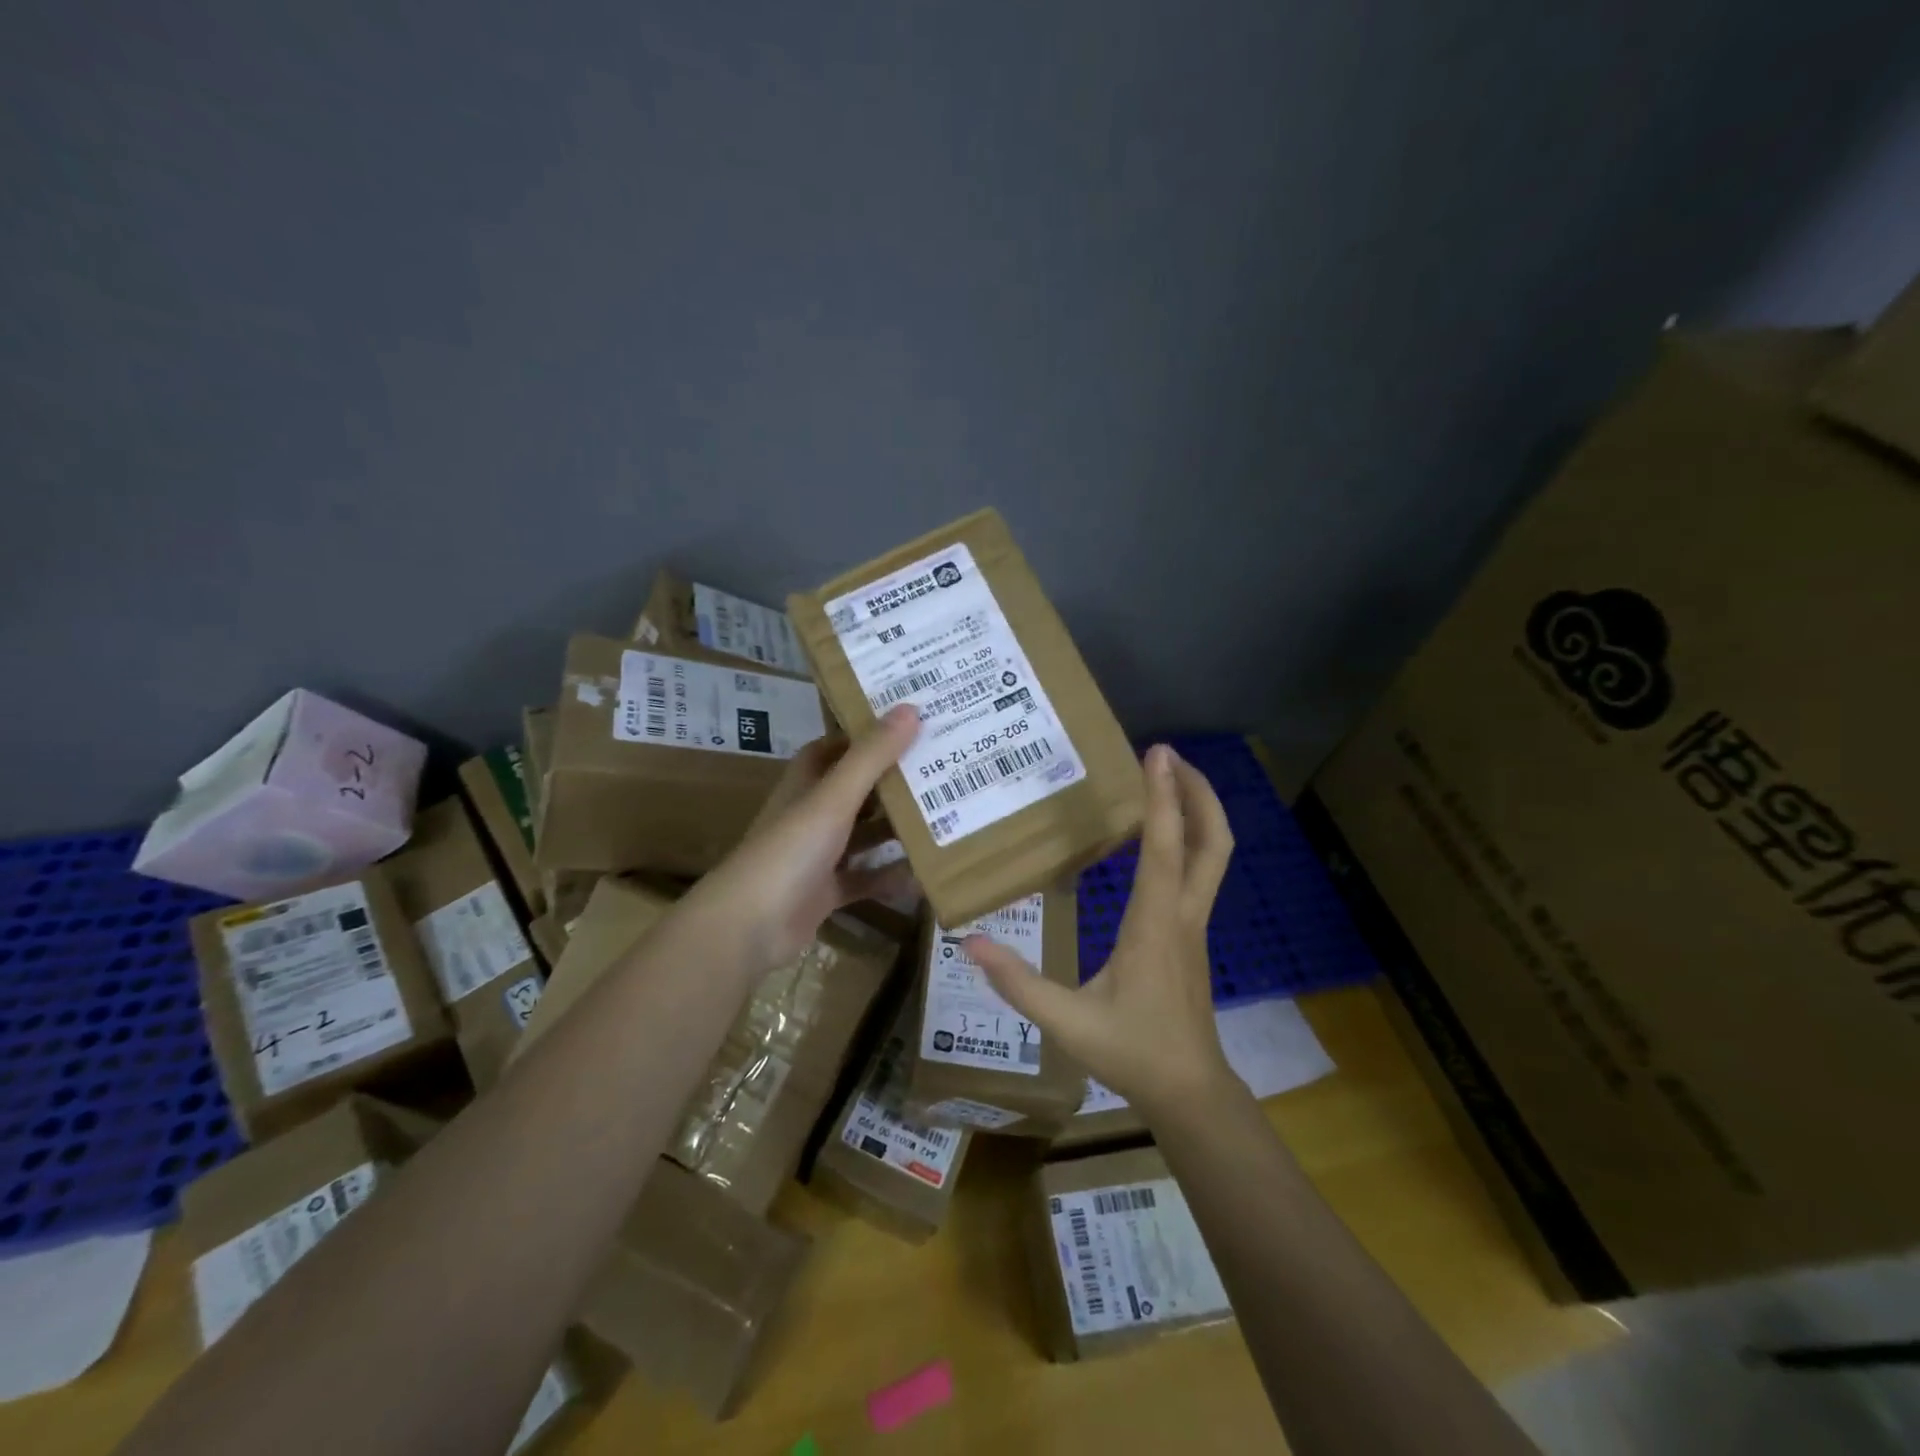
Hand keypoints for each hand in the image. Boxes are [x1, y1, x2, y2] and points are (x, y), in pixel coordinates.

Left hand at [689, 704, 920, 969]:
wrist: (747, 927)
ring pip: (863, 835)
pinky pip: (865, 878)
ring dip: (896, 829)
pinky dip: (889, 876)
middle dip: (893, 782)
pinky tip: (923, 874)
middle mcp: (811, 814)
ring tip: (944, 817)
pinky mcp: (825, 892)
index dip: (867, 735)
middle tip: (941, 769)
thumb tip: (910, 708)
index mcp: (806, 784)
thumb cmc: (789, 851)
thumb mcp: (833, 799)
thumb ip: (871, 757)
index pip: (837, 748)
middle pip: (857, 790)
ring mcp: (817, 855)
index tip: (910, 724)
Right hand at [965, 744, 1235, 1116]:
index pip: (1165, 848)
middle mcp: (1182, 915)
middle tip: (1172, 757)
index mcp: (1154, 925)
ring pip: (1213, 856)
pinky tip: (1160, 839)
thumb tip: (970, 942)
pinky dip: (1188, 839)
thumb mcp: (1067, 1022)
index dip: (1163, 797)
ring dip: (1198, 812)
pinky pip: (1200, 873)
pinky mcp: (1192, 935)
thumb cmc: (1131, 1052)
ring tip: (1168, 782)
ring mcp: (1194, 925)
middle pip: (1212, 841)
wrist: (1189, 1091)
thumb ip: (1018, 983)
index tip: (1157, 753)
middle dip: (1199, 792)